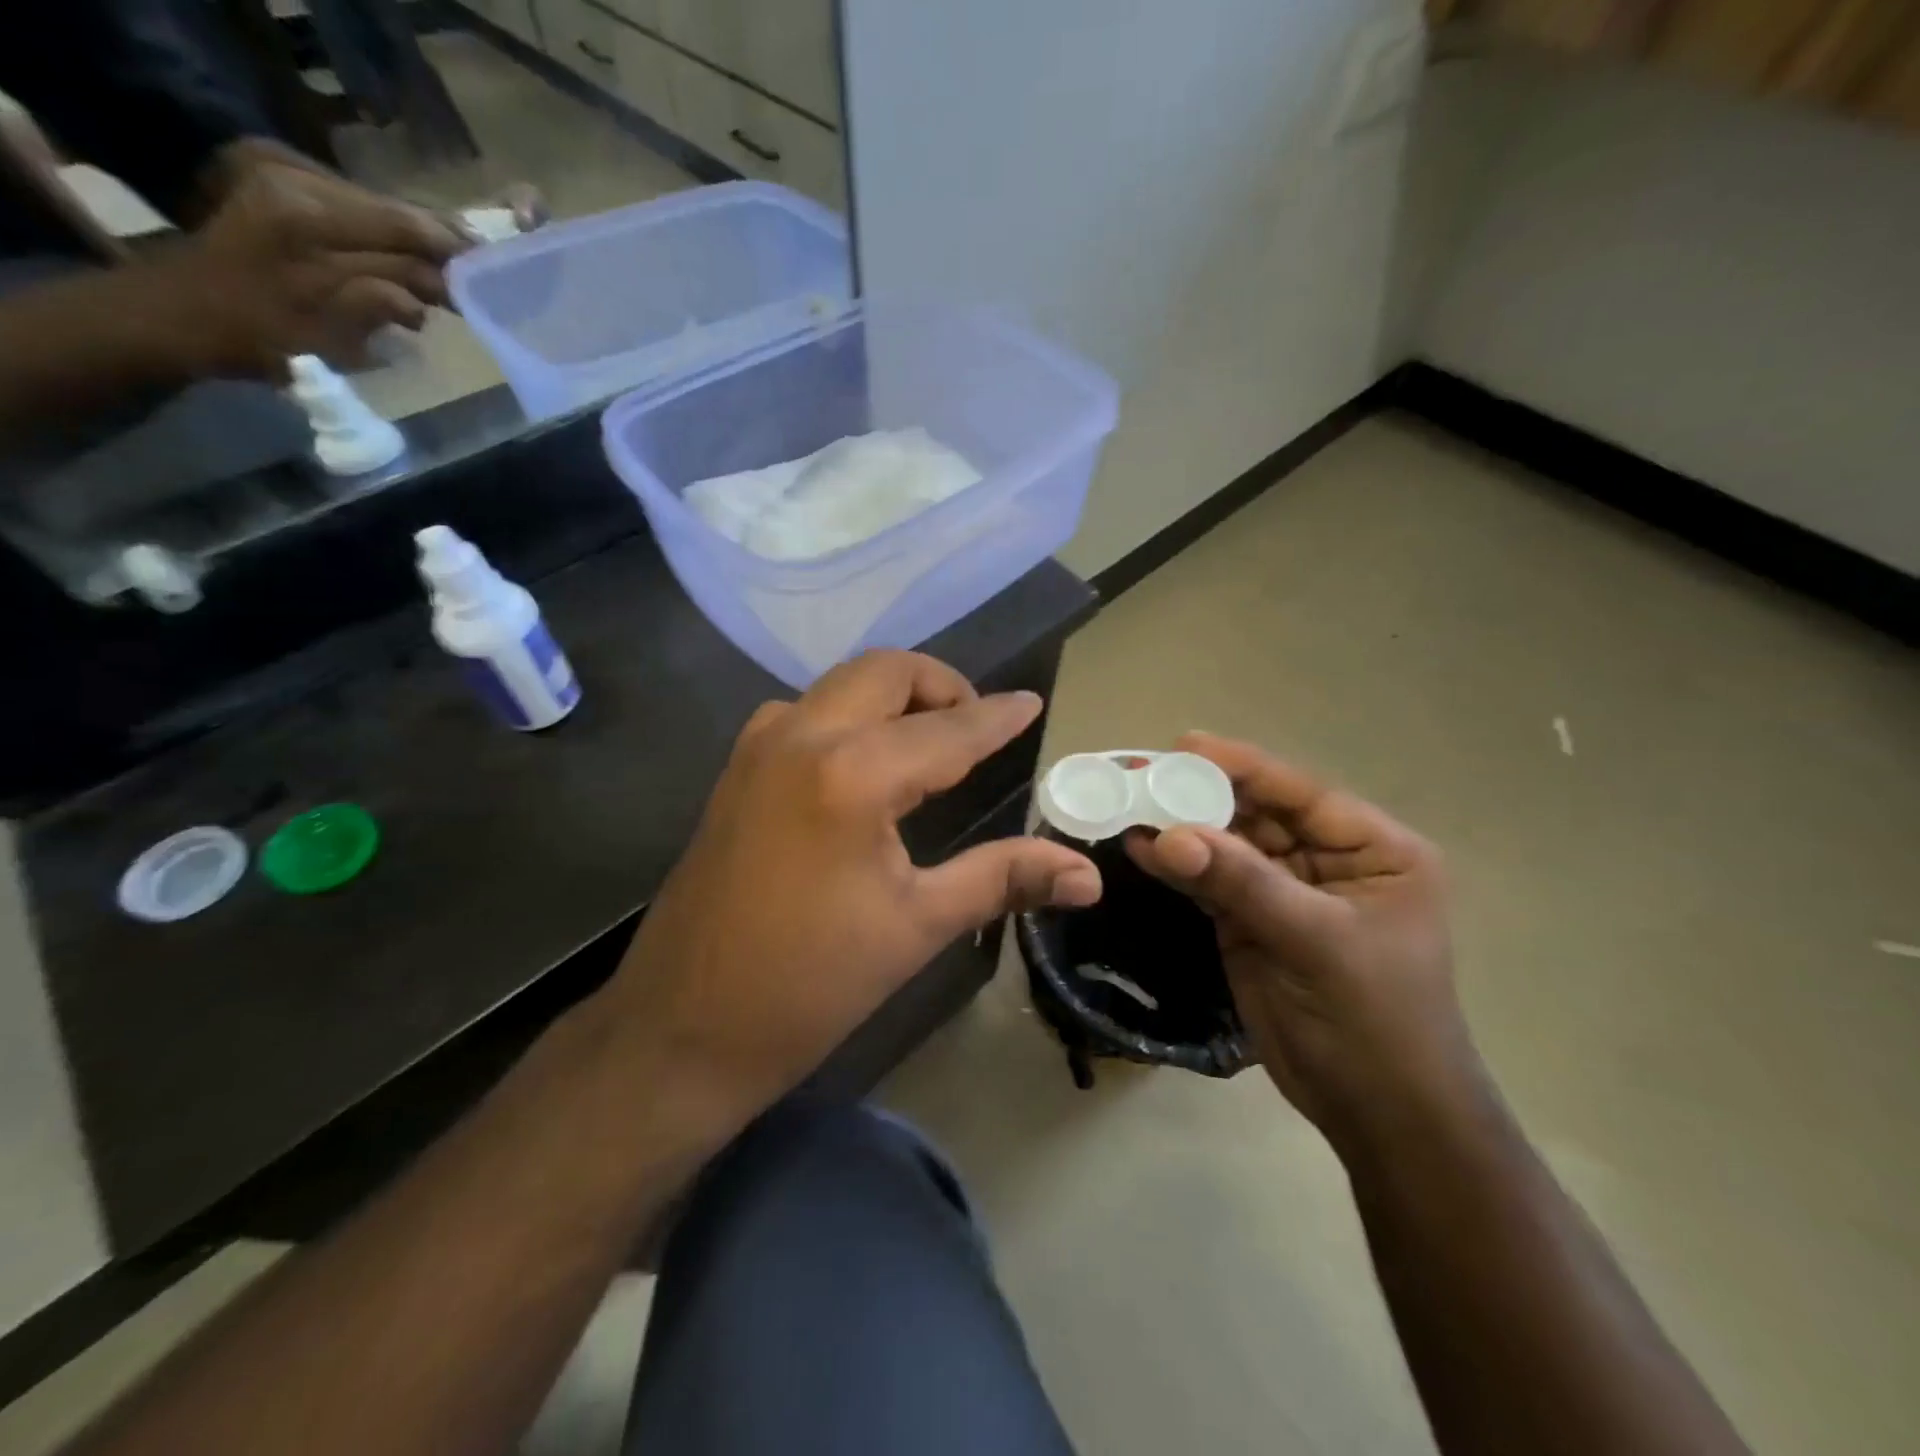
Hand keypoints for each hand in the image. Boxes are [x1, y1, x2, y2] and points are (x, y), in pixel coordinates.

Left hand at [156, 158, 466, 379]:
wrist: (179, 313)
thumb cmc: (256, 335)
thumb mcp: (329, 334)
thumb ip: (382, 303)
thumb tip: (431, 295)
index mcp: (311, 221)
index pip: (405, 228)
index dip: (454, 251)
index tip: (495, 273)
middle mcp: (299, 186)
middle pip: (396, 213)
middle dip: (443, 247)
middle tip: (482, 278)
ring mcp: (287, 180)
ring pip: (381, 211)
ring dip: (419, 246)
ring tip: (453, 279)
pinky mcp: (282, 186)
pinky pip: (357, 210)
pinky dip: (390, 240)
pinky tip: (408, 268)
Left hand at [605, 650, 1102, 1125]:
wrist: (683, 1029)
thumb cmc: (811, 985)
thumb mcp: (918, 927)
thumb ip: (1004, 879)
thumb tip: (1089, 875)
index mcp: (853, 774)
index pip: (948, 729)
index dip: (997, 716)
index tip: (1032, 703)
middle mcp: (802, 737)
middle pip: (885, 672)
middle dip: (941, 686)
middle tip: (978, 726)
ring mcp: (759, 748)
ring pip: (840, 684)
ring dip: (891, 695)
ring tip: (928, 741)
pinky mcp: (736, 770)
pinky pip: (804, 711)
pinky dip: (848, 714)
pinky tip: (865, 763)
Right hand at [1127, 733, 1474, 1142]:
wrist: (1379, 1115)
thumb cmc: (1375, 1021)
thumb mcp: (1317, 942)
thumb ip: (1243, 883)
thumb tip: (1166, 836)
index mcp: (1374, 850)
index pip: (1300, 793)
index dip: (1242, 766)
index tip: (1183, 745)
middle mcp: (1328, 860)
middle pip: (1257, 812)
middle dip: (1199, 794)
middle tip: (1138, 773)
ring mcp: (1285, 891)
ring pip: (1227, 844)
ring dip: (1180, 827)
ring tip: (1126, 802)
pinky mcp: (1251, 921)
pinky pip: (1210, 881)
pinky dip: (1176, 866)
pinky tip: (1138, 847)